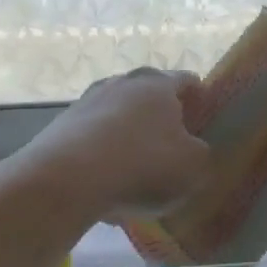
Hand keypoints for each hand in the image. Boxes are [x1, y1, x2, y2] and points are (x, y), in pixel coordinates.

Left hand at [14, 68, 212, 222]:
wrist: (67, 178)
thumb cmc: (143, 165)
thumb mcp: (193, 167)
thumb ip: (200, 153)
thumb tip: (192, 148)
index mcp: (157, 84)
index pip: (187, 80)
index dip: (200, 98)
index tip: (204, 120)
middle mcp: (121, 82)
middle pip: (147, 95)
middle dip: (160, 117)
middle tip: (172, 145)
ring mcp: (86, 101)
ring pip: (117, 116)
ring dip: (128, 137)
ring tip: (136, 170)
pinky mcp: (61, 126)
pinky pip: (92, 139)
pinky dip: (102, 157)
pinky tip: (106, 185)